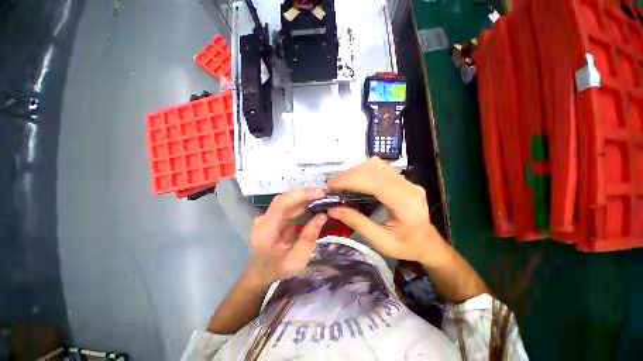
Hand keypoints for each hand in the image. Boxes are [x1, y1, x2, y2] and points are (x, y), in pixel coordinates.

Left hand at [248, 189, 327, 284]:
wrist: (260, 272)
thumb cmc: (278, 269)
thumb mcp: (298, 261)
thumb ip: (309, 238)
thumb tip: (323, 215)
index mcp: (266, 232)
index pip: (281, 205)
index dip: (301, 195)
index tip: (320, 193)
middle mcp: (263, 219)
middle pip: (285, 199)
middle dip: (306, 194)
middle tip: (325, 195)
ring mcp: (267, 216)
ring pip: (287, 200)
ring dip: (305, 197)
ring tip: (322, 198)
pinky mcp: (273, 215)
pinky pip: (288, 205)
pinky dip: (302, 202)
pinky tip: (313, 202)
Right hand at [327, 157, 447, 265]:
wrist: (428, 243)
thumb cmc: (406, 247)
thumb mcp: (380, 241)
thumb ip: (356, 222)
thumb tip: (332, 209)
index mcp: (406, 204)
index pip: (375, 182)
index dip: (351, 180)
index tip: (331, 186)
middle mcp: (408, 187)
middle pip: (374, 169)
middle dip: (350, 174)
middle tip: (333, 186)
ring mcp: (407, 180)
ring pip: (376, 165)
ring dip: (355, 171)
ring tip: (342, 183)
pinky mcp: (402, 179)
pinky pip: (379, 168)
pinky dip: (362, 172)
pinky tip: (355, 181)